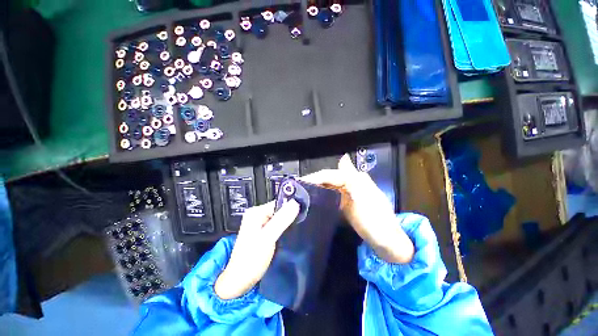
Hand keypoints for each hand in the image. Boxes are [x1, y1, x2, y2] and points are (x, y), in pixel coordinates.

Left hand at [214, 200, 299, 299]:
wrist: (239, 281)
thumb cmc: (251, 259)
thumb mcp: (268, 238)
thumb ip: (281, 220)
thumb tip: (295, 203)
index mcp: (256, 212)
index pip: (278, 203)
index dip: (290, 208)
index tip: (300, 215)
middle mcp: (256, 214)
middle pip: (279, 209)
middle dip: (288, 216)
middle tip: (295, 226)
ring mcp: (258, 223)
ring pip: (278, 217)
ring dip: (286, 223)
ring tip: (290, 231)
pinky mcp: (261, 231)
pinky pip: (276, 224)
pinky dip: (282, 228)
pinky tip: (284, 235)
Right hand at [302, 154, 413, 263]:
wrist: (386, 243)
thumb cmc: (375, 220)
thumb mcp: (365, 197)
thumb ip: (352, 177)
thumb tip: (343, 157)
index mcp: (355, 179)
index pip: (330, 175)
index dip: (315, 177)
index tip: (299, 183)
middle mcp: (351, 183)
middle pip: (328, 179)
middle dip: (313, 182)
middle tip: (297, 188)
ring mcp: (348, 193)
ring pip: (328, 186)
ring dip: (316, 188)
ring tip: (301, 193)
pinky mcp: (345, 203)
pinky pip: (331, 196)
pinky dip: (322, 196)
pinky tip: (313, 199)